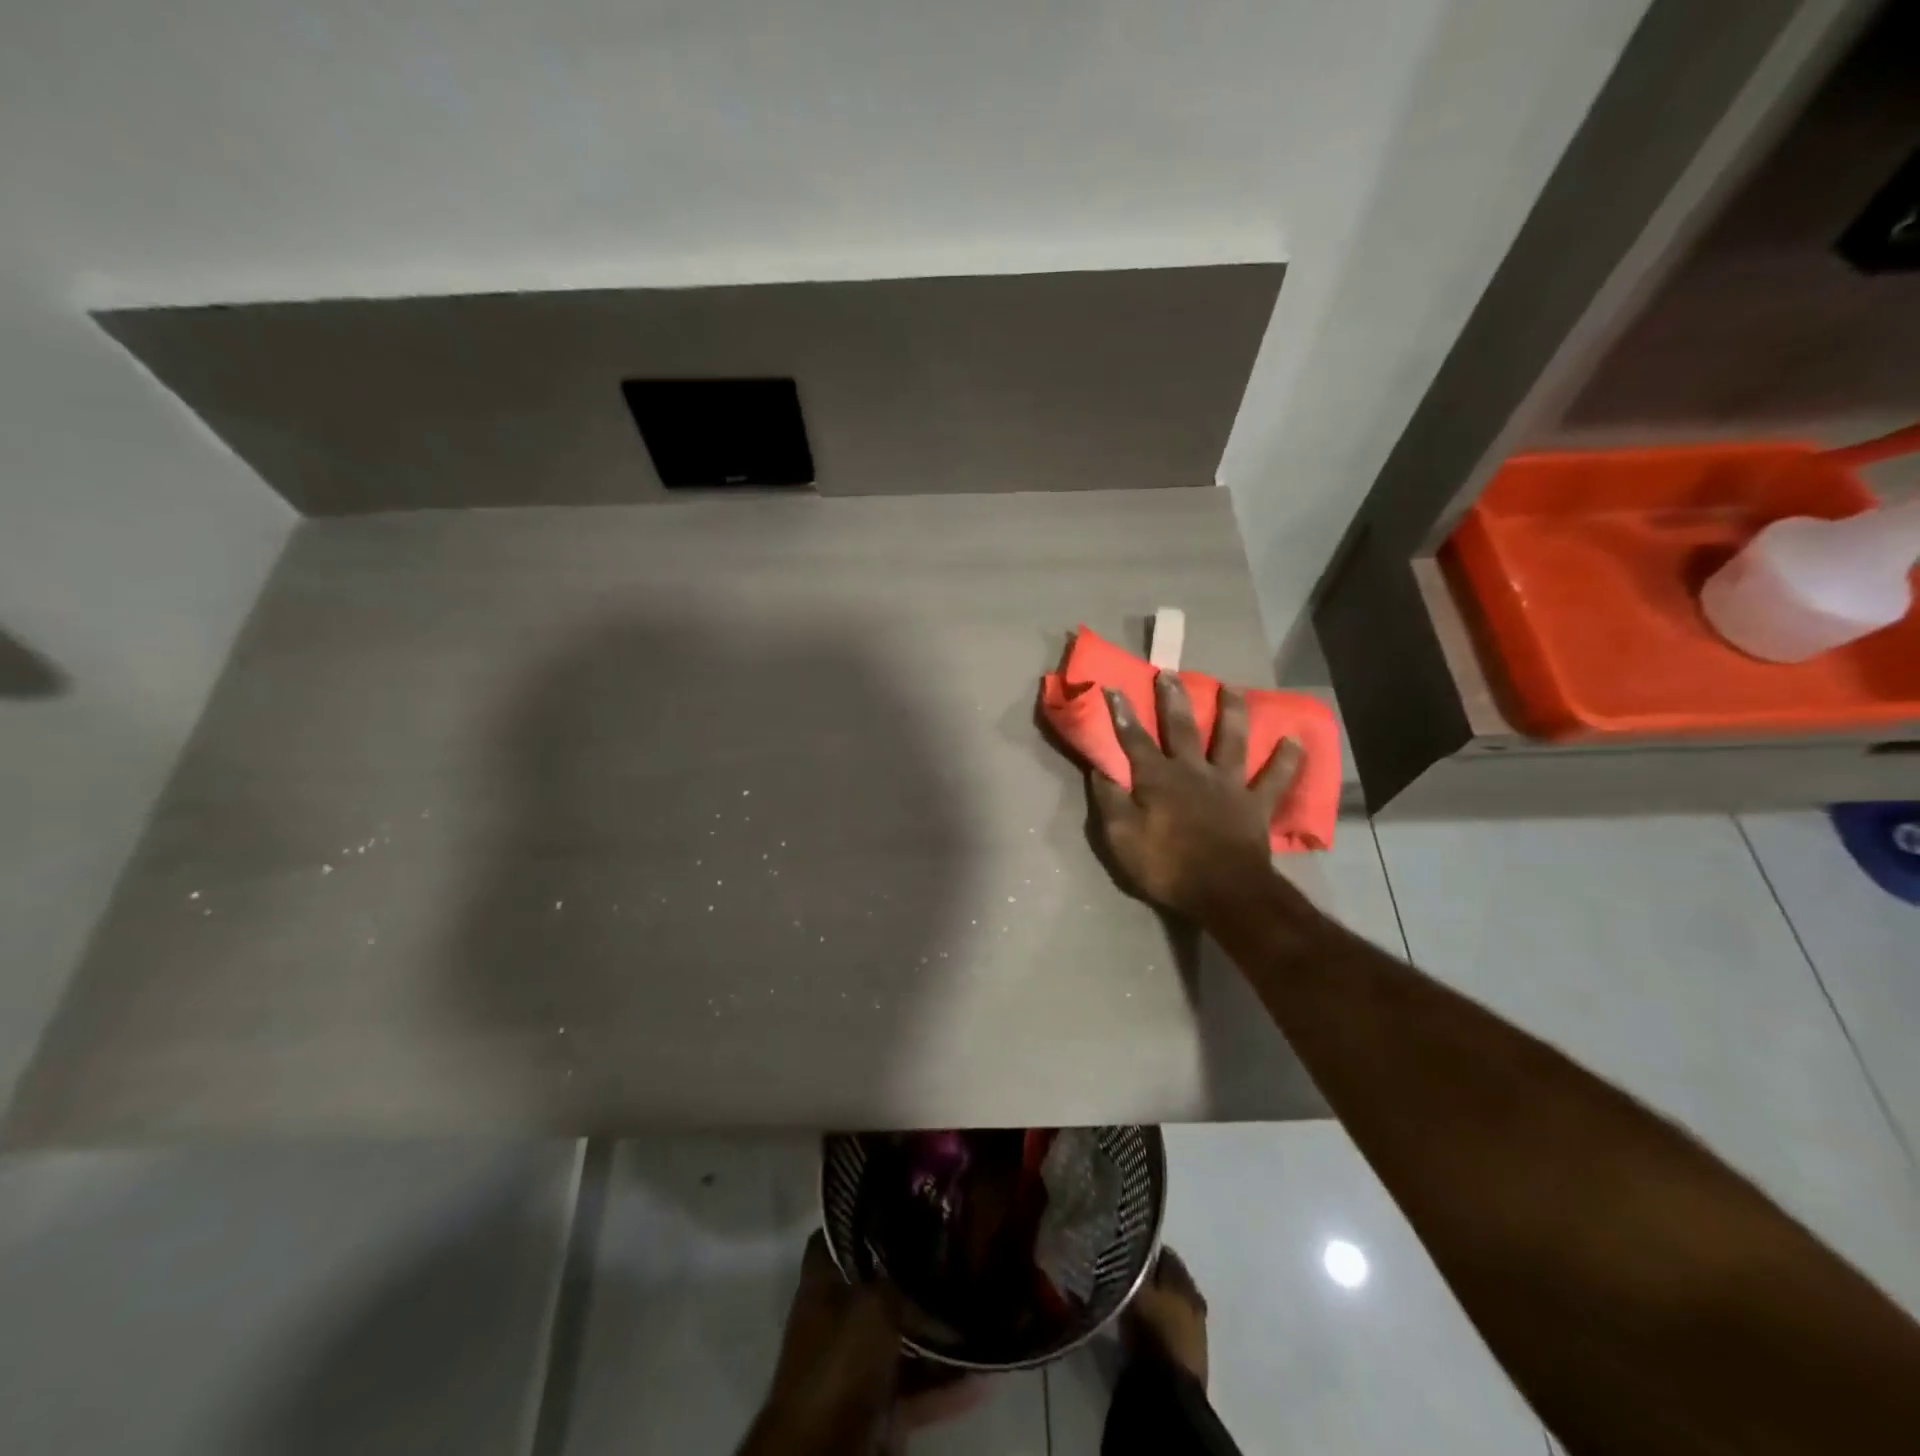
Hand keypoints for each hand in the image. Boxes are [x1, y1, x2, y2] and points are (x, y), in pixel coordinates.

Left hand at [742, 1234, 983, 1455]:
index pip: (850, 1226)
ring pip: (907, 1333)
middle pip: (886, 1279)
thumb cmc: (839, 1361)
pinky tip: (985, 1372)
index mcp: (826, 1277)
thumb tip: (938, 1246)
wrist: (823, 1454)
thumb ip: (906, 1274)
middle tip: (965, 1250)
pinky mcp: (879, 1402)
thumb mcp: (875, 1302)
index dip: (879, 1211)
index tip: (919, 1198)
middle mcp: (839, 1311)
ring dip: (941, 1330)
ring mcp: (859, 1358)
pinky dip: (949, 1382)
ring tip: (984, 1308)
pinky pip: (920, 1384)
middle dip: (922, 1271)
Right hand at [1088, 674, 1298, 918]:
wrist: (1222, 891)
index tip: (1113, 686)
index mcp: (1157, 778)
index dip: (1122, 714)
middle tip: (1170, 673)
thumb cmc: (1165, 865)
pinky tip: (1295, 740)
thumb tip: (1099, 770)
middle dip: (1173, 699)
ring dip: (1231, 712)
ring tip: (1232, 688)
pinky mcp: (1255, 804)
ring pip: (1231, 740)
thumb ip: (1110, 801)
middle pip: (1181, 728)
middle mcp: (1193, 771)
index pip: (1134, 739)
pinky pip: (1274, 778)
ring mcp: (1228, 784)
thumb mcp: (1121, 837)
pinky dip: (1286, 760)